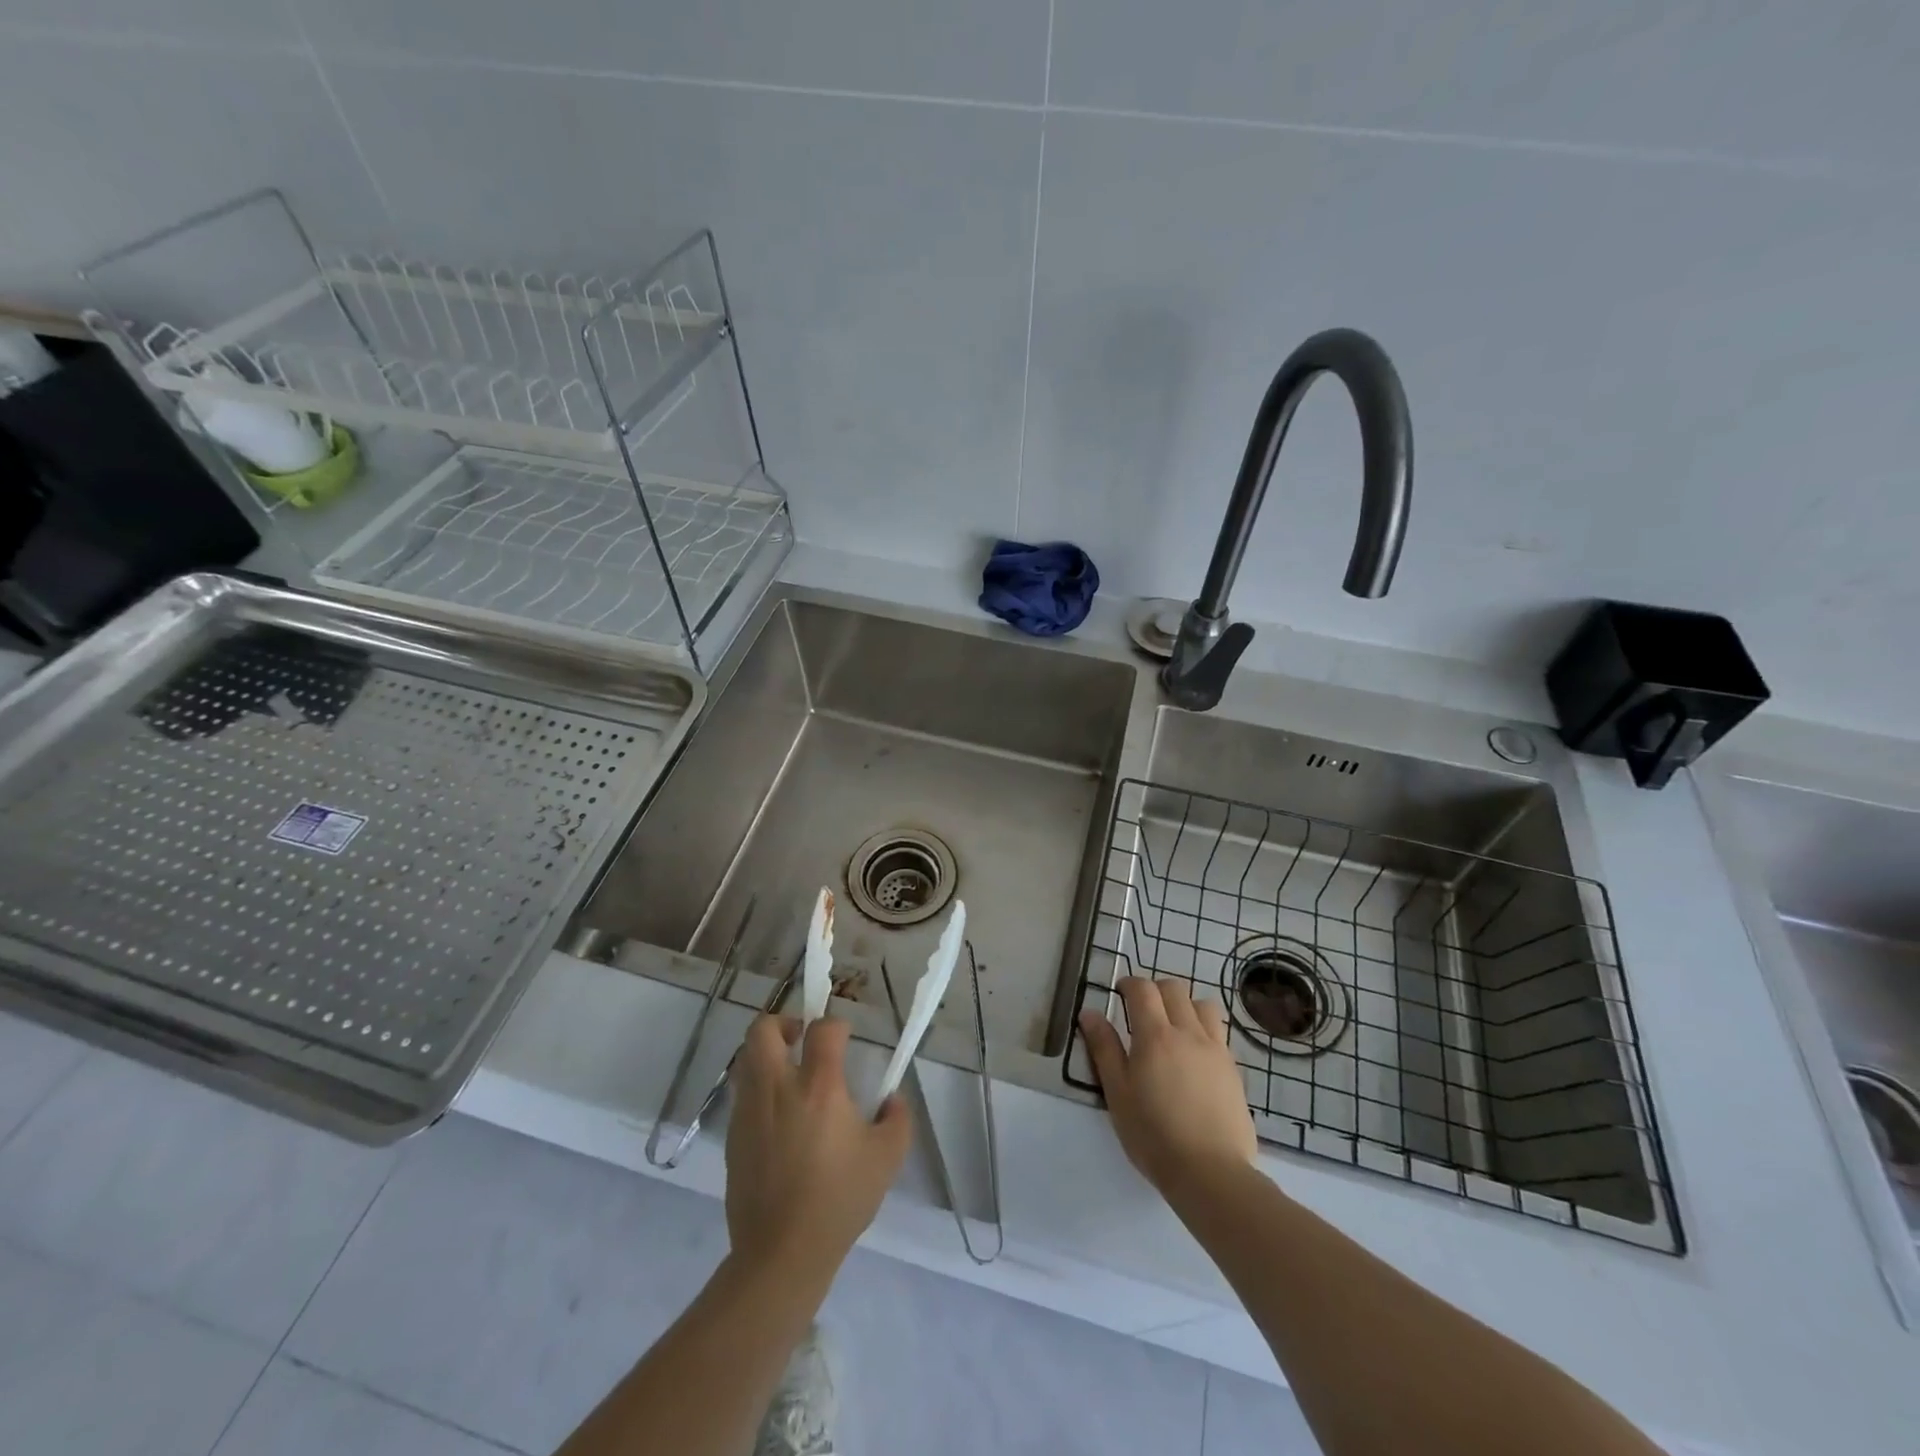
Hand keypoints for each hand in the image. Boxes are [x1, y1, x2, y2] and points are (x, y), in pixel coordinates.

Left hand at [725, 1014, 911, 1278]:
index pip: (823, 1028)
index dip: (836, 1024)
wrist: (781, 1253)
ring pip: (747, 1058)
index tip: (845, 1039)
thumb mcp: (887, 1158)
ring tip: (790, 1076)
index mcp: (819, 1086)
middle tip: (802, 1039)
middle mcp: (778, 1087)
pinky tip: (779, 1118)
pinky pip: (743, 1094)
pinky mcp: (732, 1135)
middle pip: (764, 1029)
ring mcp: (749, 1110)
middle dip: (783, 1022)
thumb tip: (891, 1099)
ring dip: (768, 1054)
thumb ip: (897, 1118)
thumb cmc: (839, 1200)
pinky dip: (759, 1090)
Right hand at [1079, 977, 1255, 1194]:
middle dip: (1155, 990)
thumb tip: (1089, 1013)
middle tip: (1142, 1010)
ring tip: (1173, 1026)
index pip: (1143, 989)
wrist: (1211, 1172)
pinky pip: (1219, 1032)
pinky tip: (1194, 1055)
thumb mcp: (1117, 1093)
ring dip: (1185, 1005)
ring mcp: (1216, 1050)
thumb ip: (1104, 1049)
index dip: (1129, 983)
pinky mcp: (1233, 1070)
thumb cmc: (1153, 1134)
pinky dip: (1204, 1029)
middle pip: (1174, 989)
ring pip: (1203, 1005)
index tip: (1119, 993)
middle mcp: (1188, 1032)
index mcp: (1156, 1036)